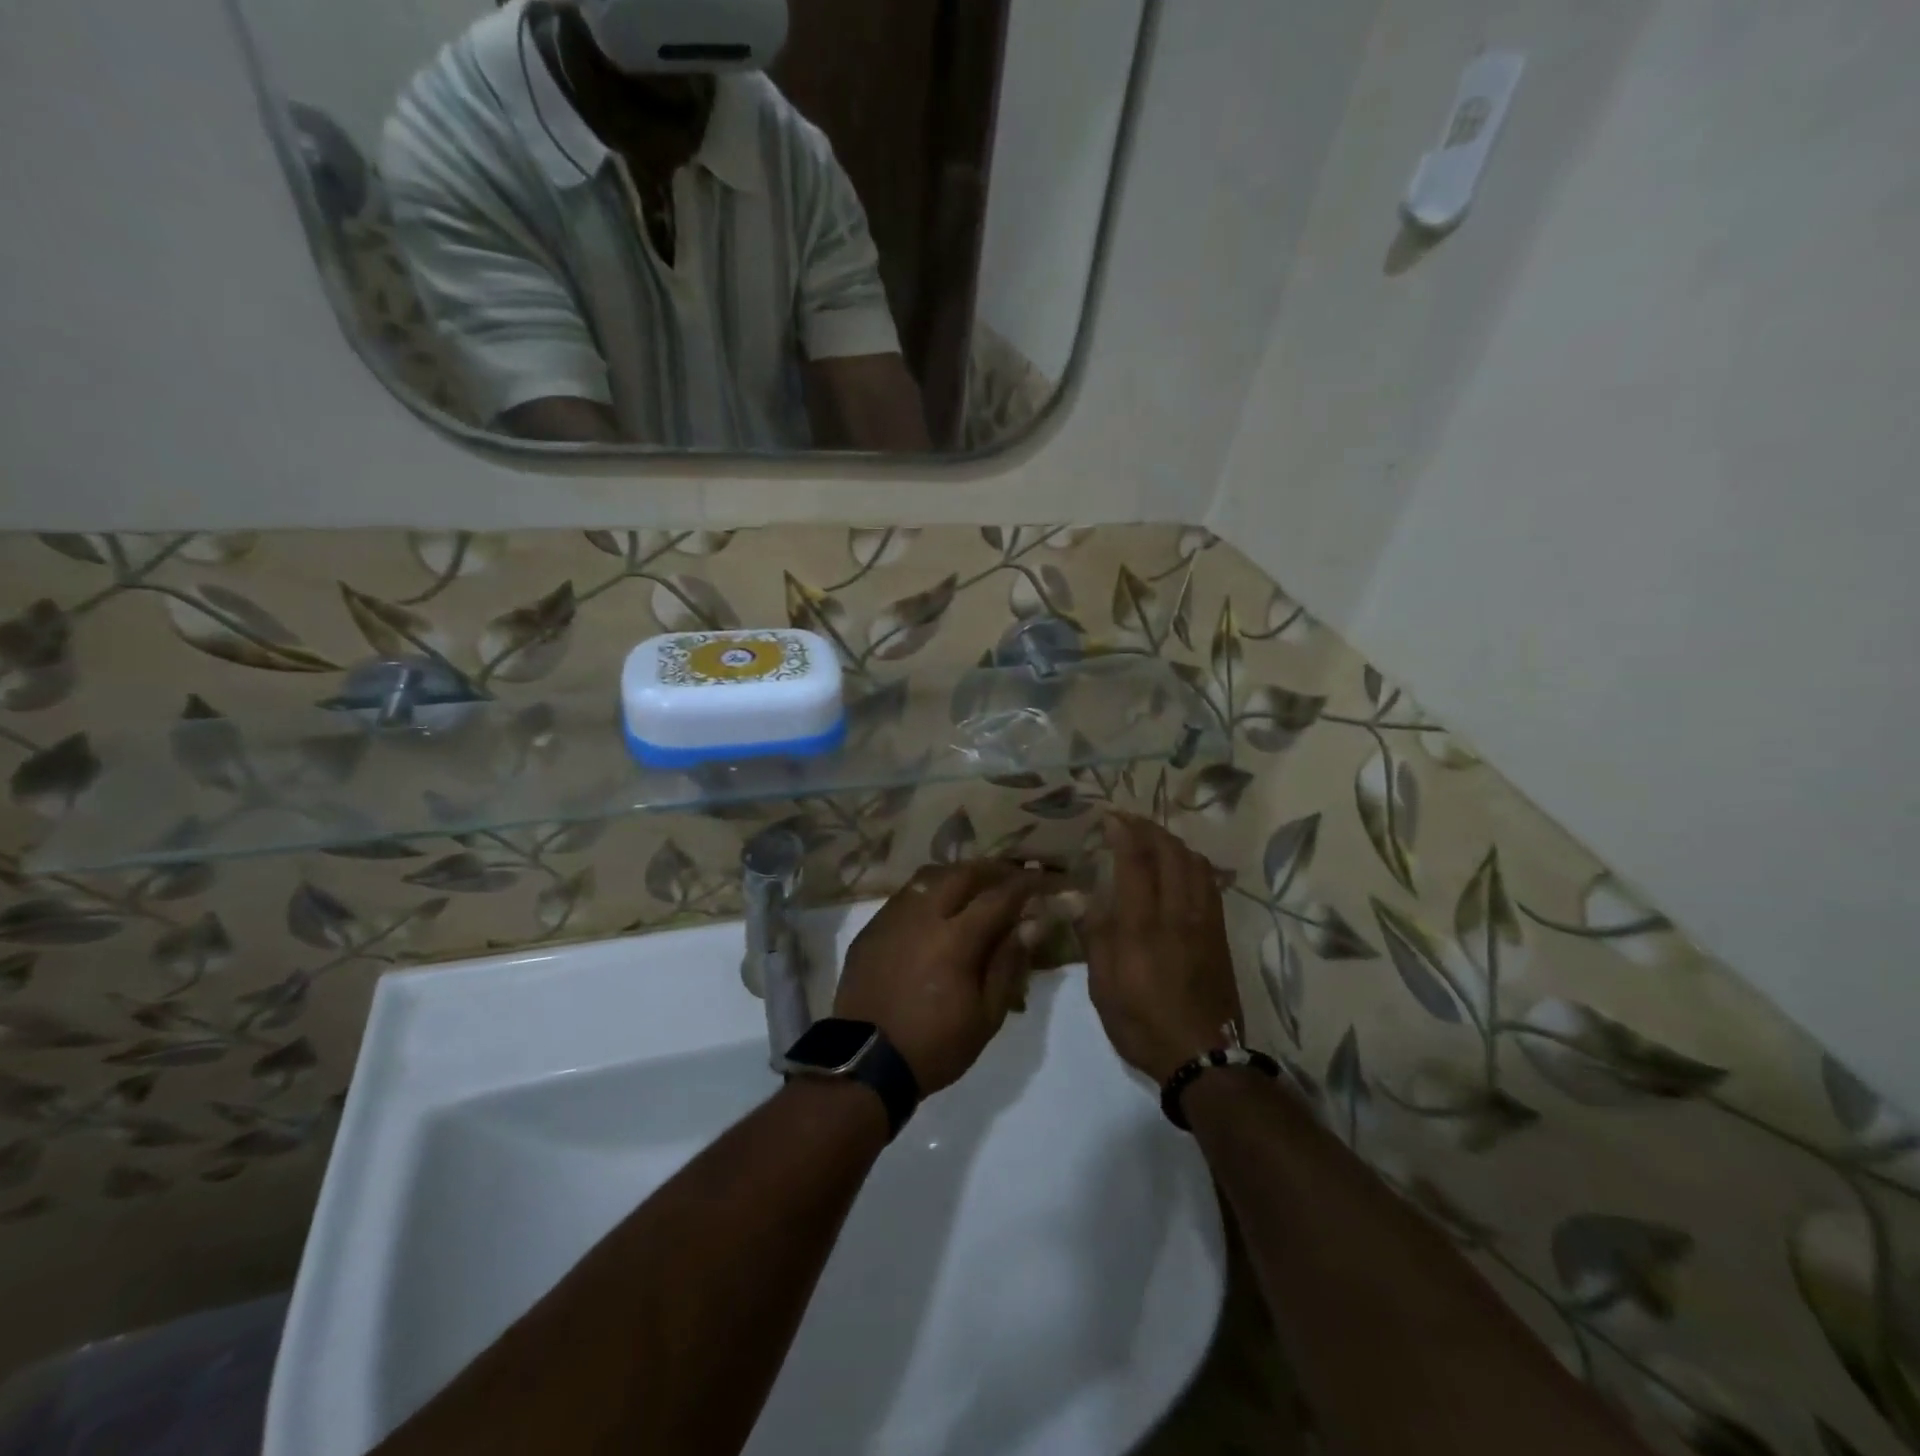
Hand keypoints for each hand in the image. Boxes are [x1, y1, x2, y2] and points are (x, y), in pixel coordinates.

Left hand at [833, 861, 1055, 1093]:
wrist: (865, 1063)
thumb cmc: (935, 1045)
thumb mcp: (986, 1016)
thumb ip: (1008, 964)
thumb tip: (1031, 924)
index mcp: (955, 939)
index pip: (998, 897)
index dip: (1023, 884)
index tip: (1040, 877)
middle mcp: (922, 916)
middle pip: (961, 874)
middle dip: (990, 870)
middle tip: (1009, 876)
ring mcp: (892, 918)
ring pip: (928, 877)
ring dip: (956, 875)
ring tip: (973, 886)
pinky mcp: (871, 928)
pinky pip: (904, 896)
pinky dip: (927, 893)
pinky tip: (935, 909)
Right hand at [1084, 814, 1243, 1085]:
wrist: (1203, 1058)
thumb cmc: (1142, 1023)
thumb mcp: (1103, 986)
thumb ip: (1094, 935)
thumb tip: (1076, 897)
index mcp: (1143, 926)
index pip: (1136, 862)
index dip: (1123, 832)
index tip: (1109, 817)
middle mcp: (1178, 914)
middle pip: (1171, 853)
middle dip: (1149, 829)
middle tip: (1129, 822)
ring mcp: (1205, 922)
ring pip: (1196, 864)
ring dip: (1173, 843)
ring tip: (1153, 839)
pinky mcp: (1220, 935)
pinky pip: (1210, 884)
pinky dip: (1192, 864)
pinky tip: (1181, 868)